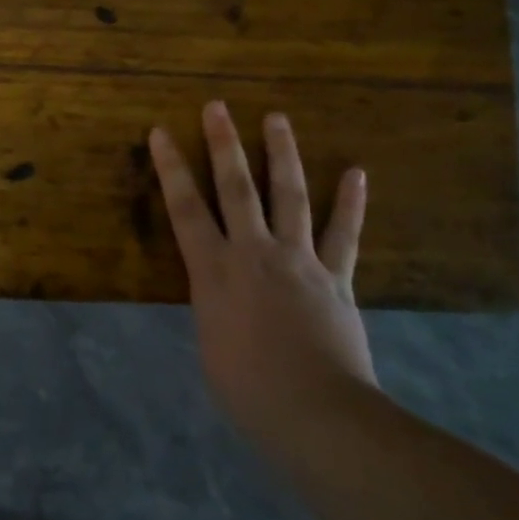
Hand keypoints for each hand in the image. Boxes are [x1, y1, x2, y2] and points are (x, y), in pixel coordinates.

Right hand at [149, 103, 376, 439]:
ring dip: (283, 155)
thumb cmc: (246, 390)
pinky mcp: (336, 278)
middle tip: (218, 106)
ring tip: (278, 118)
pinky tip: (356, 173)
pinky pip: (344, 235)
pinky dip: (351, 203)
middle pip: (237, 188)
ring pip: (289, 196)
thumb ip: (215, 307)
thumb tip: (223, 295)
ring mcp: (299, 261)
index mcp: (213, 272)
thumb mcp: (210, 344)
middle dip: (224, 144)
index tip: (161, 132)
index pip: (185, 209)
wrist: (315, 412)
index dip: (171, 168)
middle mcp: (254, 254)